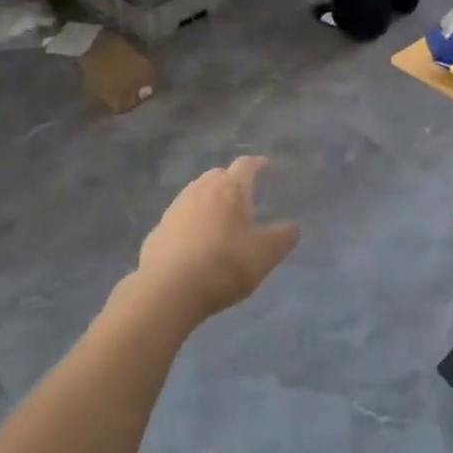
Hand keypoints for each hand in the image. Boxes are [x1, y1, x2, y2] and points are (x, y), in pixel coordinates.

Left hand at [136, 157, 298, 322]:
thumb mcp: (265, 255)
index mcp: (230, 188)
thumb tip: (293, 227)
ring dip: (209, 201)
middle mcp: (201, 189)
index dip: (256, 164)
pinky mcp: (159, 229)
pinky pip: (180, 218)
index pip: (245, 165)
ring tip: (219, 219)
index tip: (263, 164)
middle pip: (218, 175)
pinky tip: (195, 242)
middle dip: (230, 181)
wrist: (168, 289)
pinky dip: (191, 222)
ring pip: (196, 194)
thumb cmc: (224, 265)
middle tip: (242, 196)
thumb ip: (283, 238)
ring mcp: (176, 207)